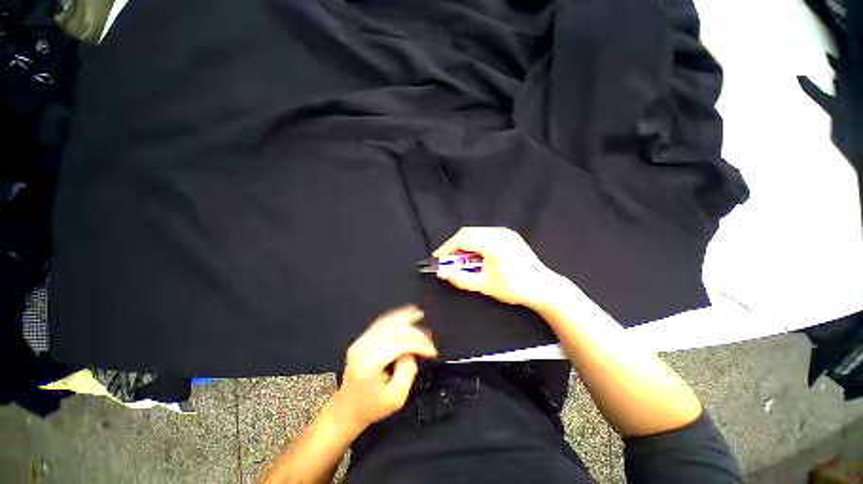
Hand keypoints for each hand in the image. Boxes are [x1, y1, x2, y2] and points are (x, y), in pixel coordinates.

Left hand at [332, 306, 437, 431]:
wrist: (347, 409)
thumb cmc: (372, 407)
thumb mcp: (396, 398)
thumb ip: (407, 372)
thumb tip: (411, 352)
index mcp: (370, 363)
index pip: (399, 344)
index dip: (418, 344)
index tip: (432, 351)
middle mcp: (363, 347)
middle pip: (393, 331)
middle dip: (415, 332)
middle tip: (429, 340)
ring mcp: (361, 341)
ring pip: (387, 322)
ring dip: (405, 318)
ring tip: (419, 314)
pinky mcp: (362, 339)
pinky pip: (381, 323)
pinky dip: (395, 317)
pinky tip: (406, 313)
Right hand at [433, 227, 560, 308]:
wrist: (543, 287)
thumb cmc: (514, 288)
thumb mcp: (484, 285)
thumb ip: (460, 278)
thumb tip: (441, 273)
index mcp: (493, 243)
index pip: (462, 240)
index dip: (447, 248)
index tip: (437, 258)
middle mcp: (499, 233)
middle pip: (468, 233)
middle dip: (454, 246)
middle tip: (447, 260)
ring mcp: (505, 233)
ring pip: (476, 233)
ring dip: (464, 245)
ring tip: (460, 260)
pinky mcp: (509, 236)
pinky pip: (486, 235)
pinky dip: (475, 244)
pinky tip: (475, 256)